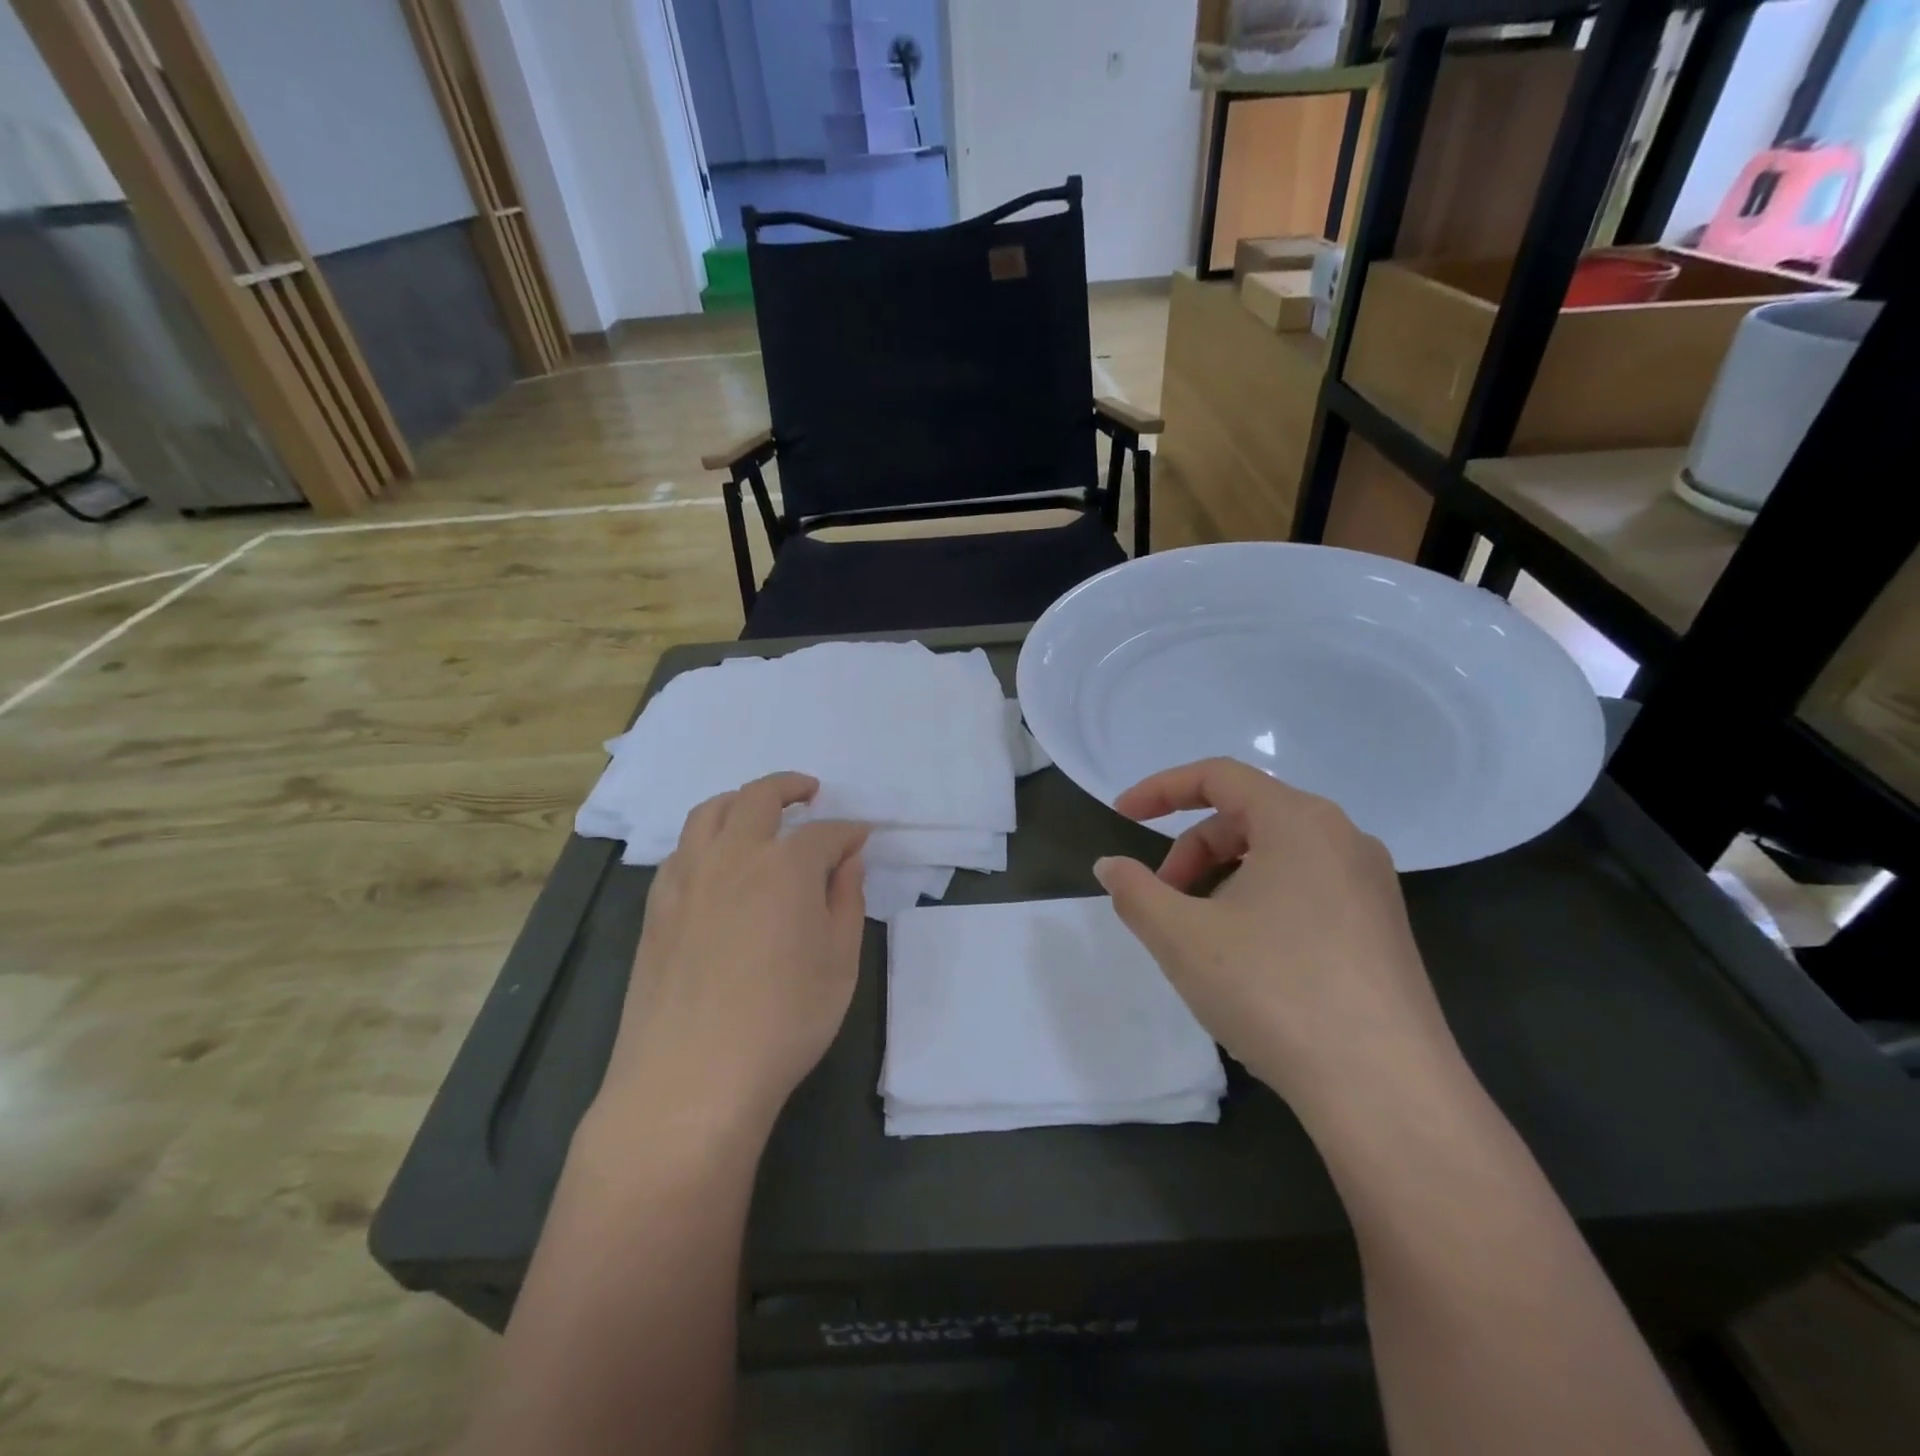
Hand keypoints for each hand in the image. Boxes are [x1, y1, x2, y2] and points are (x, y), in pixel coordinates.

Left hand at [599, 772, 868, 1135]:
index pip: (826, 833)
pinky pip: (683, 848)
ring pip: (711, 812)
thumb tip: (848, 862)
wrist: (691, 1077)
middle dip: (791, 787)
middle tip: (810, 792)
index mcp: (787, 866)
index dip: (849, 833)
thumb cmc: (784, 1021)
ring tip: (759, 811)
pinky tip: (717, 861)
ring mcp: (688, 877)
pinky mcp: (657, 905)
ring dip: (741, 801)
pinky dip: (707, 837)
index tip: (862, 838)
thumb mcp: (840, 963)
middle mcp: (734, 855)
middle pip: (760, 797)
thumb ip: (846, 901)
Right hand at [1094, 759, 1462, 1129]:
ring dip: (1223, 878)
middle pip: (1246, 816)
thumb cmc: (1275, 992)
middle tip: (1161, 901)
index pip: (1218, 776)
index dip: (1161, 790)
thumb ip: (1135, 891)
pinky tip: (1249, 958)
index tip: (1121, 816)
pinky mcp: (1383, 928)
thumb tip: (1111, 865)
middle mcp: (1343, 837)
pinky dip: (1260, 900)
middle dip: (1191, 849)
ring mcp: (1371, 884)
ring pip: (1276, 854)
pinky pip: (1306, 887)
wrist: (1387, 1093)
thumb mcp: (1182, 938)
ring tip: (1202, 935)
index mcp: (1299, 820)